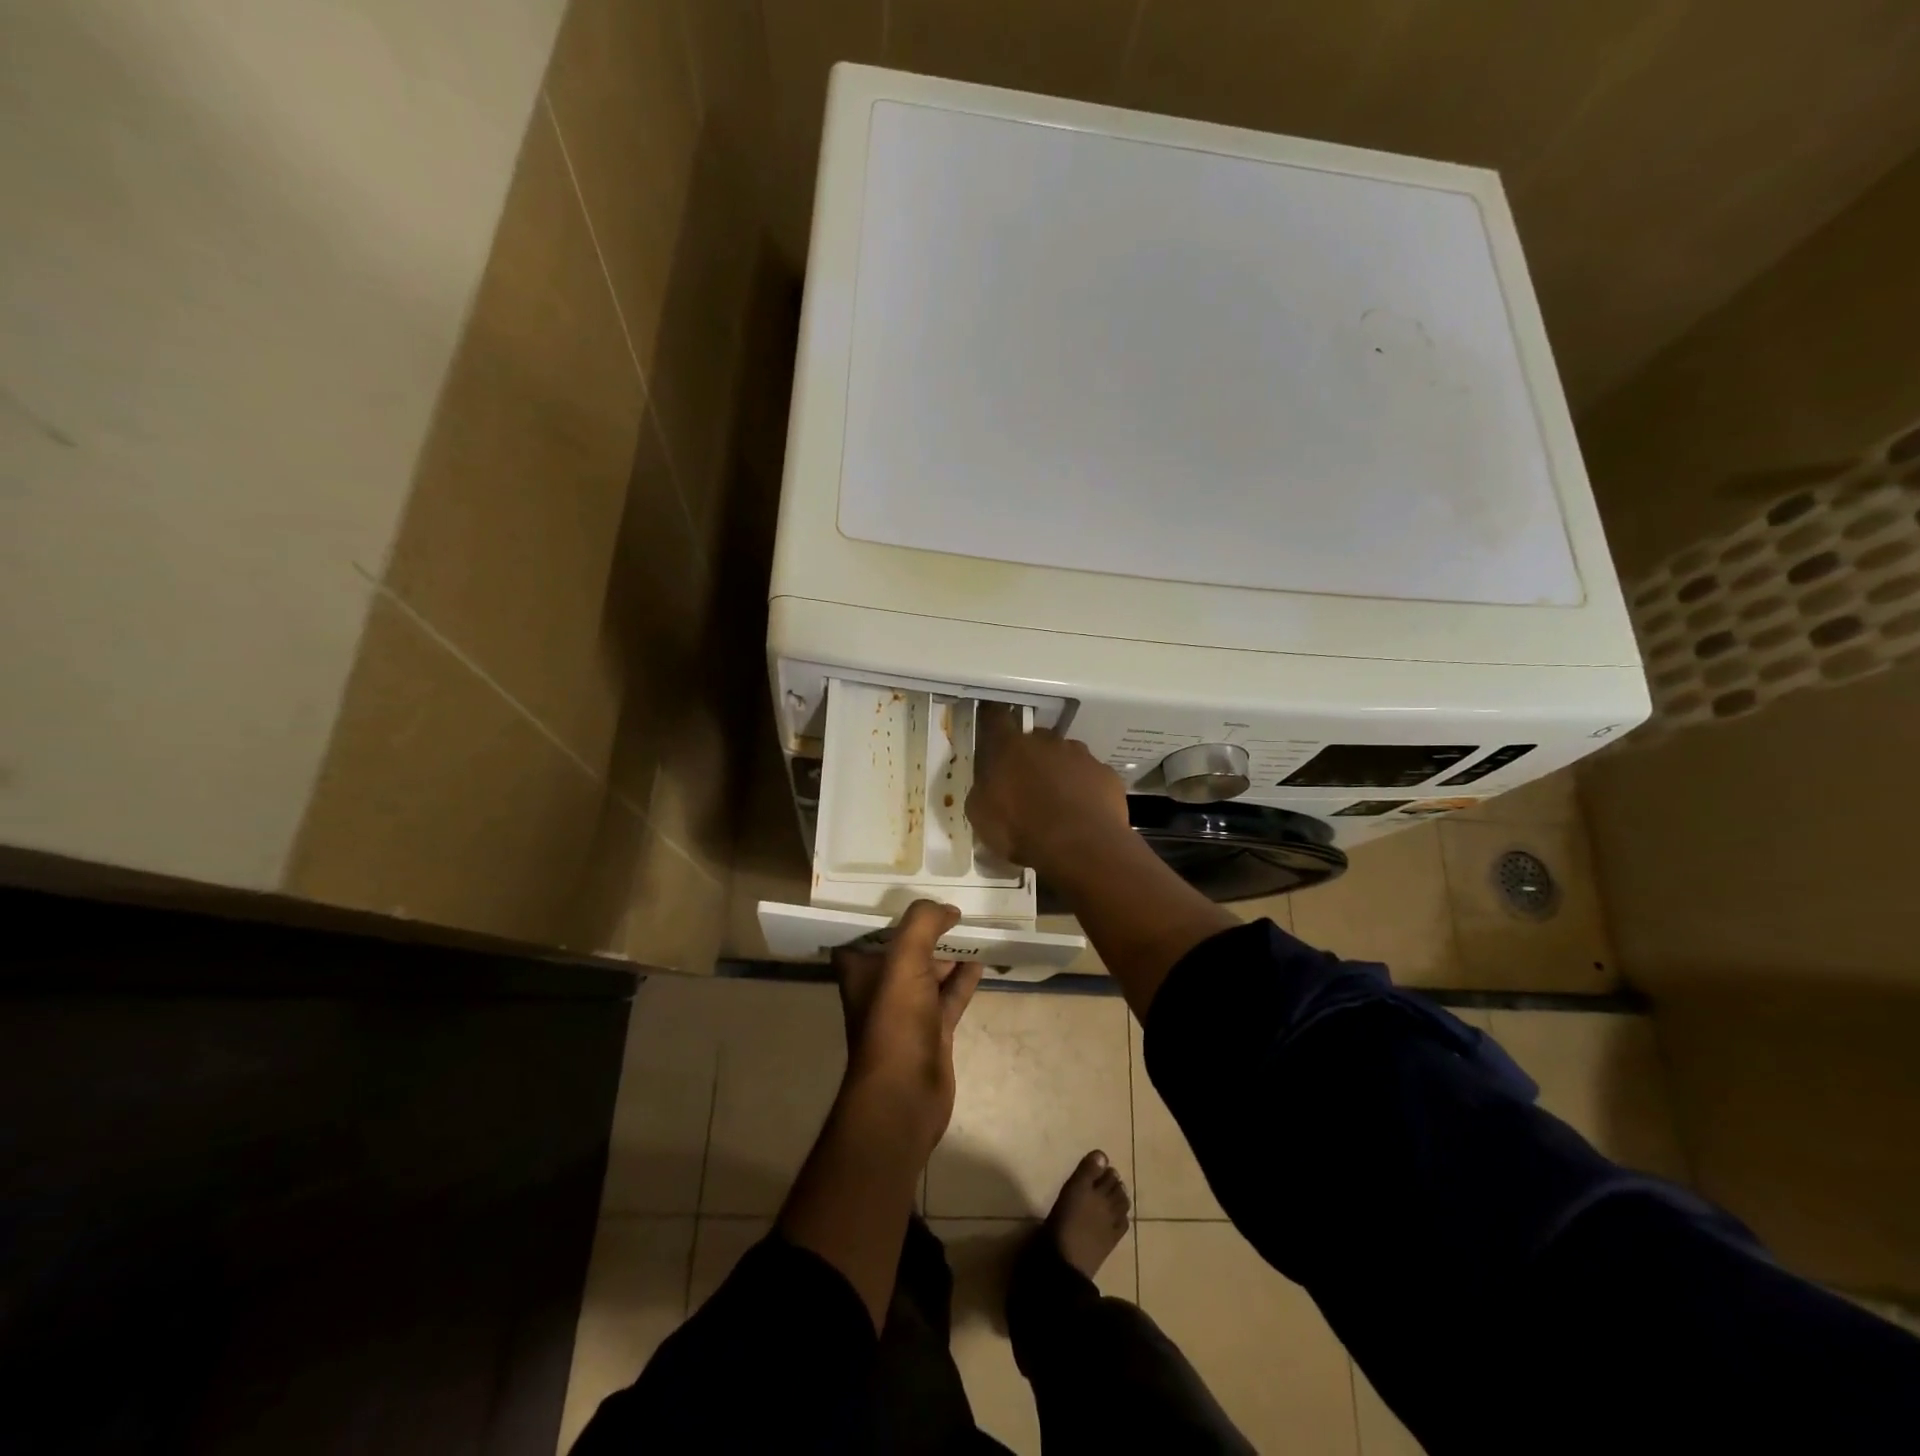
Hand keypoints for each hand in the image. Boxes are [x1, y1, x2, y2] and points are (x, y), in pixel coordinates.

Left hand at [833, 900, 983, 1152]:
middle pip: (902, 947)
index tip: (905, 887)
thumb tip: (948, 909)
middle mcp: (880, 986)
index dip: (882, 910)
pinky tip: (981, 959)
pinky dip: (964, 978)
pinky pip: (950, 994)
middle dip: (923, 926)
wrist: (906, 1095)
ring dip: (947, 950)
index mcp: (859, 969)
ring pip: (930, 970)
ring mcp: (908, 1010)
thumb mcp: (904, 960)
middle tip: (948, 899)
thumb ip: (922, 924)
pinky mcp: (933, 1029)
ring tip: (971, 923)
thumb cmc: (894, 1021)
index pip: (865, 930)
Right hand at [966, 706, 1130, 876]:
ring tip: (1057, 803)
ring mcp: (1081, 756)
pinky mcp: (1106, 775)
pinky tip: (1082, 813)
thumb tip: (989, 784)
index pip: (996, 718)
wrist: (1080, 847)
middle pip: (1035, 739)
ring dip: (1059, 772)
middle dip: (1029, 757)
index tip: (991, 726)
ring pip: (1066, 756)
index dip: (992, 720)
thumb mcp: (981, 815)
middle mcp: (1047, 742)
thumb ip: (983, 790)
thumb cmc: (1020, 829)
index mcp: (1010, 747)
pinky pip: (1091, 777)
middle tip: (1025, 785)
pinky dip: (1085, 789)